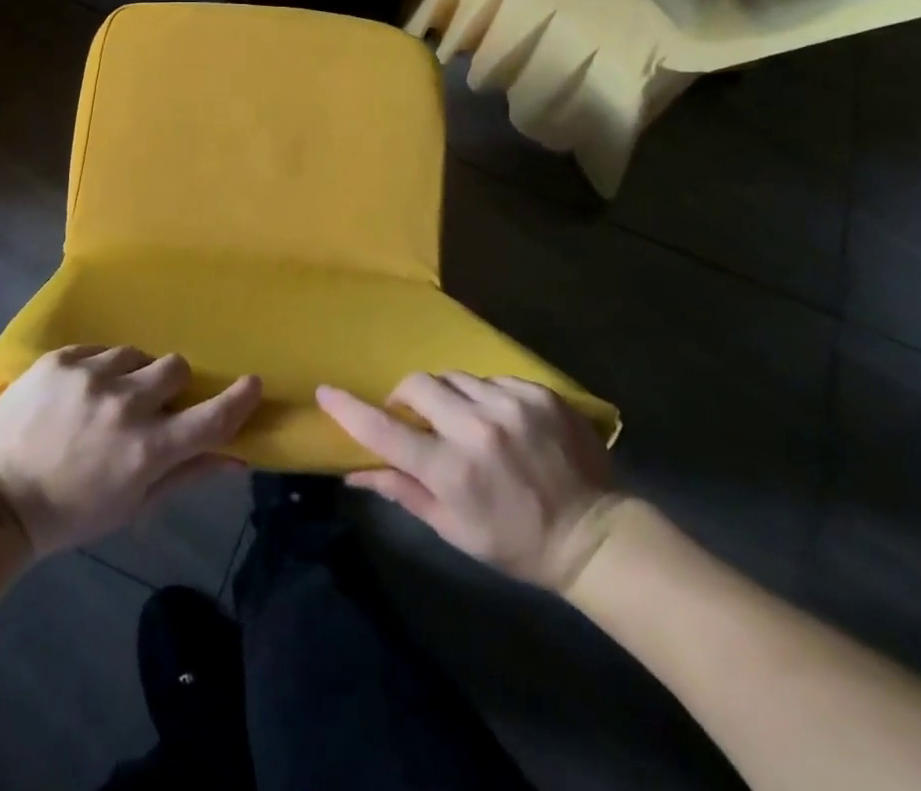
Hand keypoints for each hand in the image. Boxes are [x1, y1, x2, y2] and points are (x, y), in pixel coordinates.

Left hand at [0, 346, 261, 554]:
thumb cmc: (71, 512)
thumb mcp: (133, 504)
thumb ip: (187, 475)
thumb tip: (237, 458)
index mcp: (146, 450)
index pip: (210, 419)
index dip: (239, 400)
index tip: (252, 383)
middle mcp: (124, 405)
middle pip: (175, 367)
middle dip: (170, 385)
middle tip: (149, 404)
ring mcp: (89, 376)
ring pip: (136, 353)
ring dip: (132, 374)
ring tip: (106, 398)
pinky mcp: (60, 359)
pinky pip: (99, 348)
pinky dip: (99, 367)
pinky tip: (80, 391)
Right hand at [318, 372, 621, 590]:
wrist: (594, 534)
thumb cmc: (515, 541)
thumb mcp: (453, 528)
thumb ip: (402, 491)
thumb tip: (353, 472)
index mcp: (453, 470)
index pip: (385, 430)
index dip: (350, 410)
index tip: (326, 392)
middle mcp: (478, 428)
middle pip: (417, 384)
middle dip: (407, 397)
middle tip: (417, 420)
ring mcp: (511, 405)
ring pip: (454, 378)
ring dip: (448, 397)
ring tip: (465, 423)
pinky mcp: (537, 392)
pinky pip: (491, 379)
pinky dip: (484, 397)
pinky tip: (500, 422)